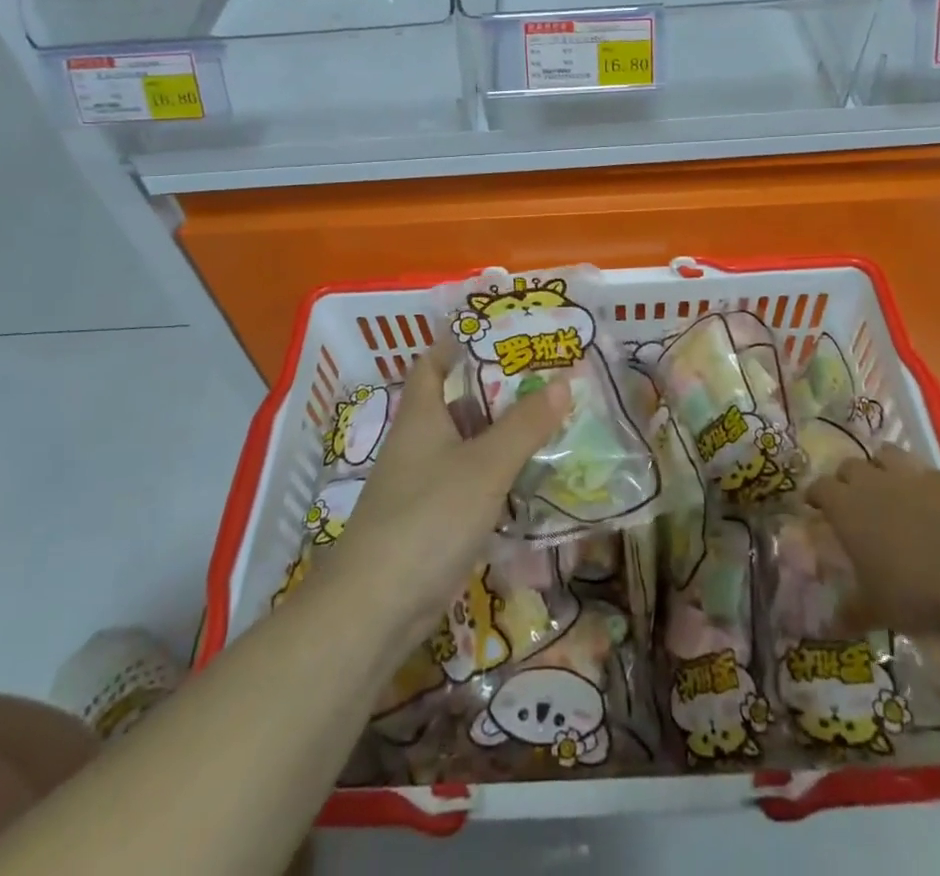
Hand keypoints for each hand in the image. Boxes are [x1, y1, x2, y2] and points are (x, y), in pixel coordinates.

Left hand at [319, 345, 569, 646]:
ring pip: (468, 448)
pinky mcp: (431, 523)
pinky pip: (470, 486)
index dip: (458, 343)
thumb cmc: (429, 516)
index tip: (498, 333)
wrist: (376, 607)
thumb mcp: (486, 465)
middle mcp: (419, 444)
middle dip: (499, 393)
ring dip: (503, 438)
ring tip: (552, 424)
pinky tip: (532, 483)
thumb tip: (564, 379)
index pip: (433, 363)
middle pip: (458, 404)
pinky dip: (497, 480)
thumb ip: (525, 424)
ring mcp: (422, 486)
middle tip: (547, 379)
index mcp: (422, 416)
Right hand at [809, 446, 939, 633]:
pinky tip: (925, 501)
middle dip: (846, 480)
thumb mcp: (877, 610)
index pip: (819, 488)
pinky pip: (919, 470)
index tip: (815, 506)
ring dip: (879, 468)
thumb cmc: (914, 592)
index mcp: (845, 508)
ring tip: (886, 489)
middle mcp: (870, 482)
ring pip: (882, 455)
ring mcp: (907, 476)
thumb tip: (830, 627)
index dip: (815, 495)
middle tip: (852, 502)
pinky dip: (916, 480)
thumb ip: (851, 612)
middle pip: (848, 467)